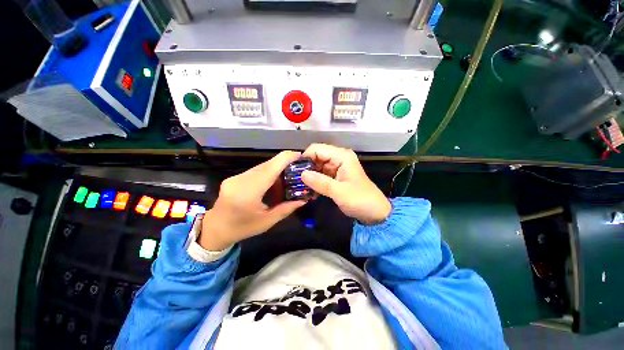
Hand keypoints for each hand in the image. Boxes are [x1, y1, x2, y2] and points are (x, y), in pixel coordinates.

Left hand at [200, 151, 306, 250]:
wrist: (215, 228)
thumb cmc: (242, 228)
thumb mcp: (267, 222)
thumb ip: (286, 209)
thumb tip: (303, 199)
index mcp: (248, 192)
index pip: (270, 168)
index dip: (286, 158)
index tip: (300, 155)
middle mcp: (240, 180)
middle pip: (267, 165)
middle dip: (284, 164)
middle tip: (298, 170)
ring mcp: (236, 177)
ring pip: (262, 167)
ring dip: (276, 170)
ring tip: (287, 180)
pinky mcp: (235, 177)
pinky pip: (256, 171)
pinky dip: (268, 174)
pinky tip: (273, 184)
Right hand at [301, 144, 390, 224]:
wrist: (374, 212)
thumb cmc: (360, 200)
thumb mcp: (340, 192)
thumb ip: (320, 182)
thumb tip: (301, 174)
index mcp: (341, 156)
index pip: (317, 149)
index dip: (305, 157)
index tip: (295, 171)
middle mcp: (338, 157)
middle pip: (316, 156)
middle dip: (305, 167)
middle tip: (295, 180)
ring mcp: (336, 167)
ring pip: (317, 166)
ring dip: (309, 175)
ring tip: (300, 186)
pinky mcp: (335, 176)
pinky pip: (320, 174)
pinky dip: (314, 181)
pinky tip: (309, 190)